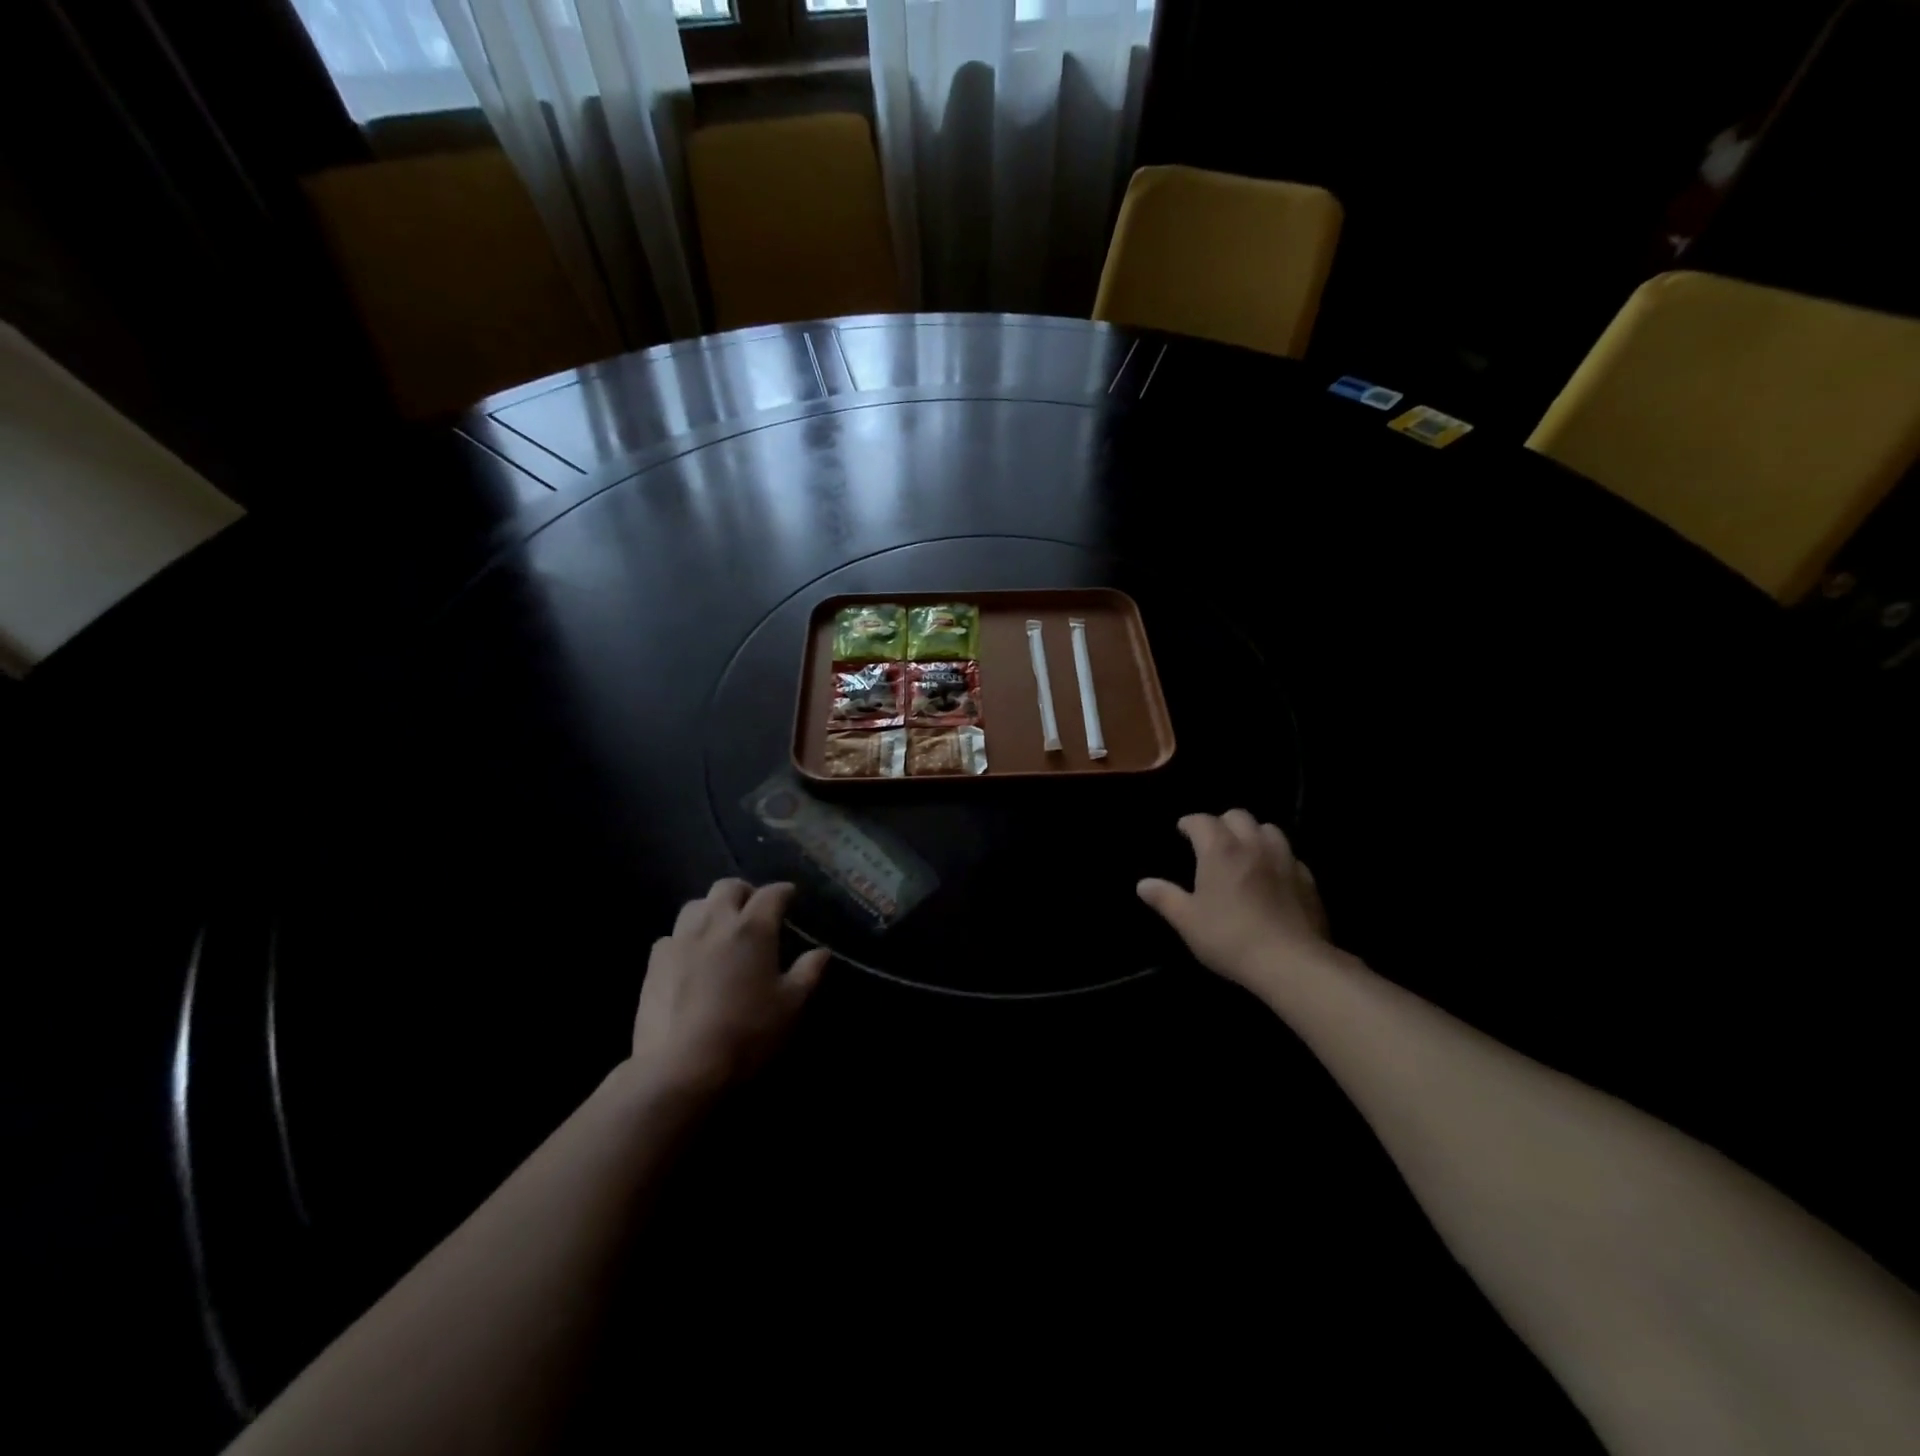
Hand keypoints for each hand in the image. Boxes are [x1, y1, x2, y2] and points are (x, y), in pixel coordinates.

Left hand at [629, 879, 828, 1097]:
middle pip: (728, 887)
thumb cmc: (747, 1032)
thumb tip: (821, 952)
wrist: (681, 1066)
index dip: (784, 892)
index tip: (791, 897)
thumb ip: (808, 973)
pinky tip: (691, 956)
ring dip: (712, 908)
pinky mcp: (654, 963)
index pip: (771, 894)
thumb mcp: (791, 1006)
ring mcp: (680, 940)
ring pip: (695, 905)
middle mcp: (715, 922)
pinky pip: (672, 935)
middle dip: (745, 892)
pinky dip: (686, 937)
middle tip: (755, 908)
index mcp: (753, 928)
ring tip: (721, 927)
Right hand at [1137, 811, 1330, 992]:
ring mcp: (1285, 859)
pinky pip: (1290, 855)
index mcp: (1220, 850)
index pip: (1202, 820)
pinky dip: (1277, 857)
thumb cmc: (1230, 938)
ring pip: (1269, 829)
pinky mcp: (1308, 879)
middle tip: (1212, 841)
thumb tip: (1143, 884)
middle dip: (1222, 822)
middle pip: (1238, 816)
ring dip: (1253, 834)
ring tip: (1245, 851)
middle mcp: (1253, 845)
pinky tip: (1272, 875)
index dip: (1190, 823)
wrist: (1290, 962)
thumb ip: (1165, 898)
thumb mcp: (1188, 921)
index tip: (1182, 831)